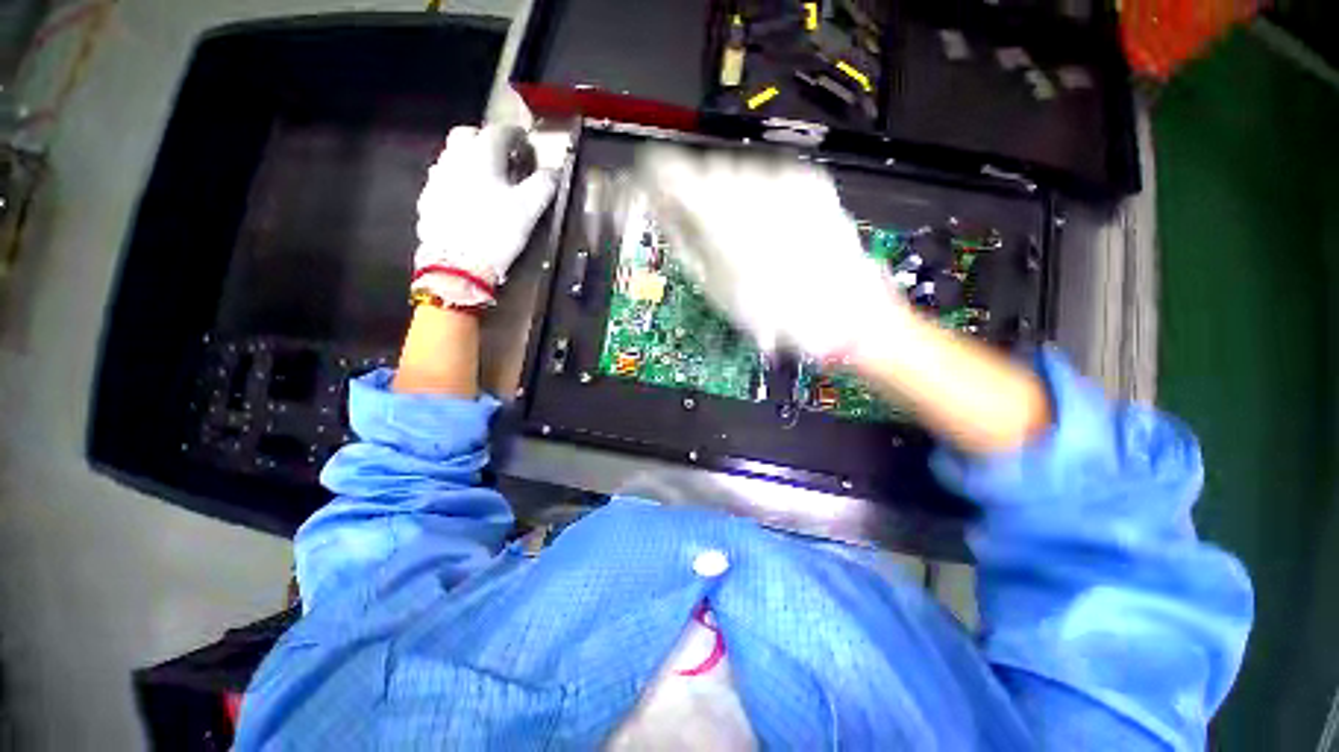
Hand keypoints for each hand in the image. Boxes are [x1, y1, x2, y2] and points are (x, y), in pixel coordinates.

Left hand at [413, 125, 556, 306]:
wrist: (457, 264)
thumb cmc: (497, 231)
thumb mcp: (529, 209)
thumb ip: (543, 186)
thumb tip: (554, 172)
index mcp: (481, 155)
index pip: (500, 132)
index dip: (516, 136)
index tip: (526, 145)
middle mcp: (454, 159)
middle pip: (467, 135)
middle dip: (486, 140)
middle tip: (503, 158)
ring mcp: (437, 179)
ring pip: (453, 157)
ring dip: (470, 161)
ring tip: (487, 181)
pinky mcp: (428, 201)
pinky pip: (444, 182)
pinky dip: (457, 183)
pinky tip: (468, 202)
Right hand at [633, 146, 907, 355]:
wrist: (845, 310)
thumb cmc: (773, 310)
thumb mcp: (714, 285)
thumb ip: (683, 240)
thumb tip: (664, 211)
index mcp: (718, 211)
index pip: (666, 169)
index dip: (653, 182)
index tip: (650, 194)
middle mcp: (749, 181)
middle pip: (701, 170)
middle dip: (692, 197)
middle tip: (701, 233)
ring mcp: (783, 177)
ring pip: (732, 174)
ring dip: (726, 199)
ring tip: (741, 239)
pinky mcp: (808, 180)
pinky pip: (765, 179)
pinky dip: (756, 199)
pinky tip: (767, 230)